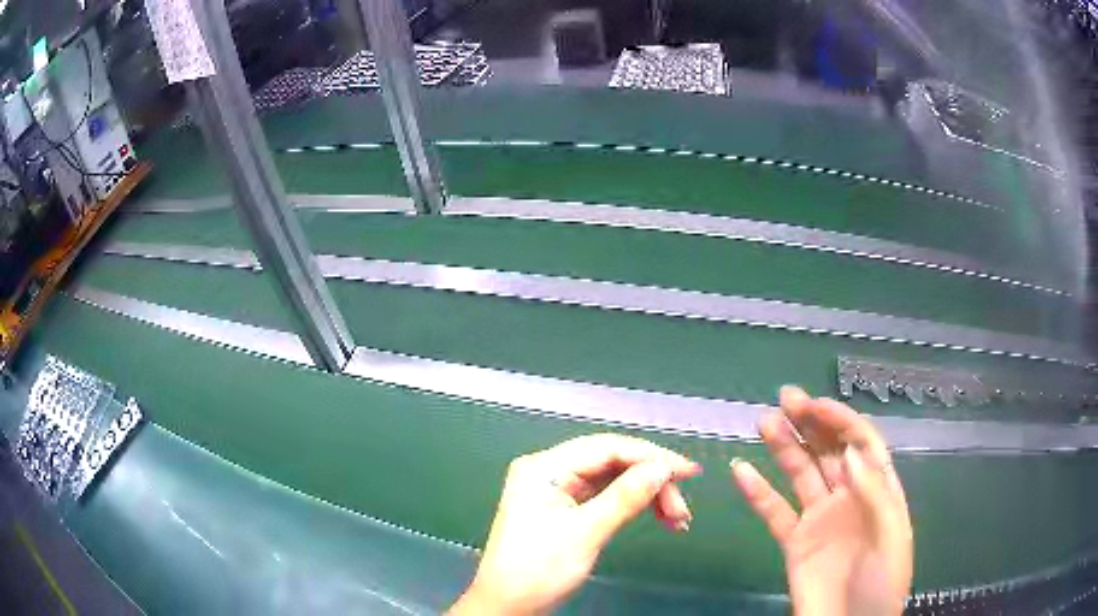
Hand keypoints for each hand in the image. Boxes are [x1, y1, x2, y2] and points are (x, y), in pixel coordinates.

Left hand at [449, 434, 701, 615]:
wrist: (508, 607)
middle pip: (613, 462)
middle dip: (651, 481)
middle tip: (681, 509)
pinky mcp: (565, 510)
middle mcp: (550, 471)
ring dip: (647, 496)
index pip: (607, 447)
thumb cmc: (537, 570)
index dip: (651, 456)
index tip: (688, 471)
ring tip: (677, 519)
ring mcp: (557, 490)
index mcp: (544, 467)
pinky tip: (657, 518)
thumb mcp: (585, 533)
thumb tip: (663, 467)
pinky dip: (633, 506)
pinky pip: (607, 497)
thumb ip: (625, 497)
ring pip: (614, 480)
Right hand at [731, 386, 912, 615]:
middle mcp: (849, 498)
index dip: (840, 421)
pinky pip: (774, 513)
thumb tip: (852, 451)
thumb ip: (874, 495)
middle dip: (811, 422)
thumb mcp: (891, 538)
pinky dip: (758, 493)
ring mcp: (820, 520)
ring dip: (784, 446)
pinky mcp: (795, 543)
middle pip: (830, 451)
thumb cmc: (881, 585)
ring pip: (801, 474)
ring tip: (764, 420)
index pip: (862, 444)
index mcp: (879, 491)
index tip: (815, 405)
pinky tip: (741, 470)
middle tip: (786, 397)